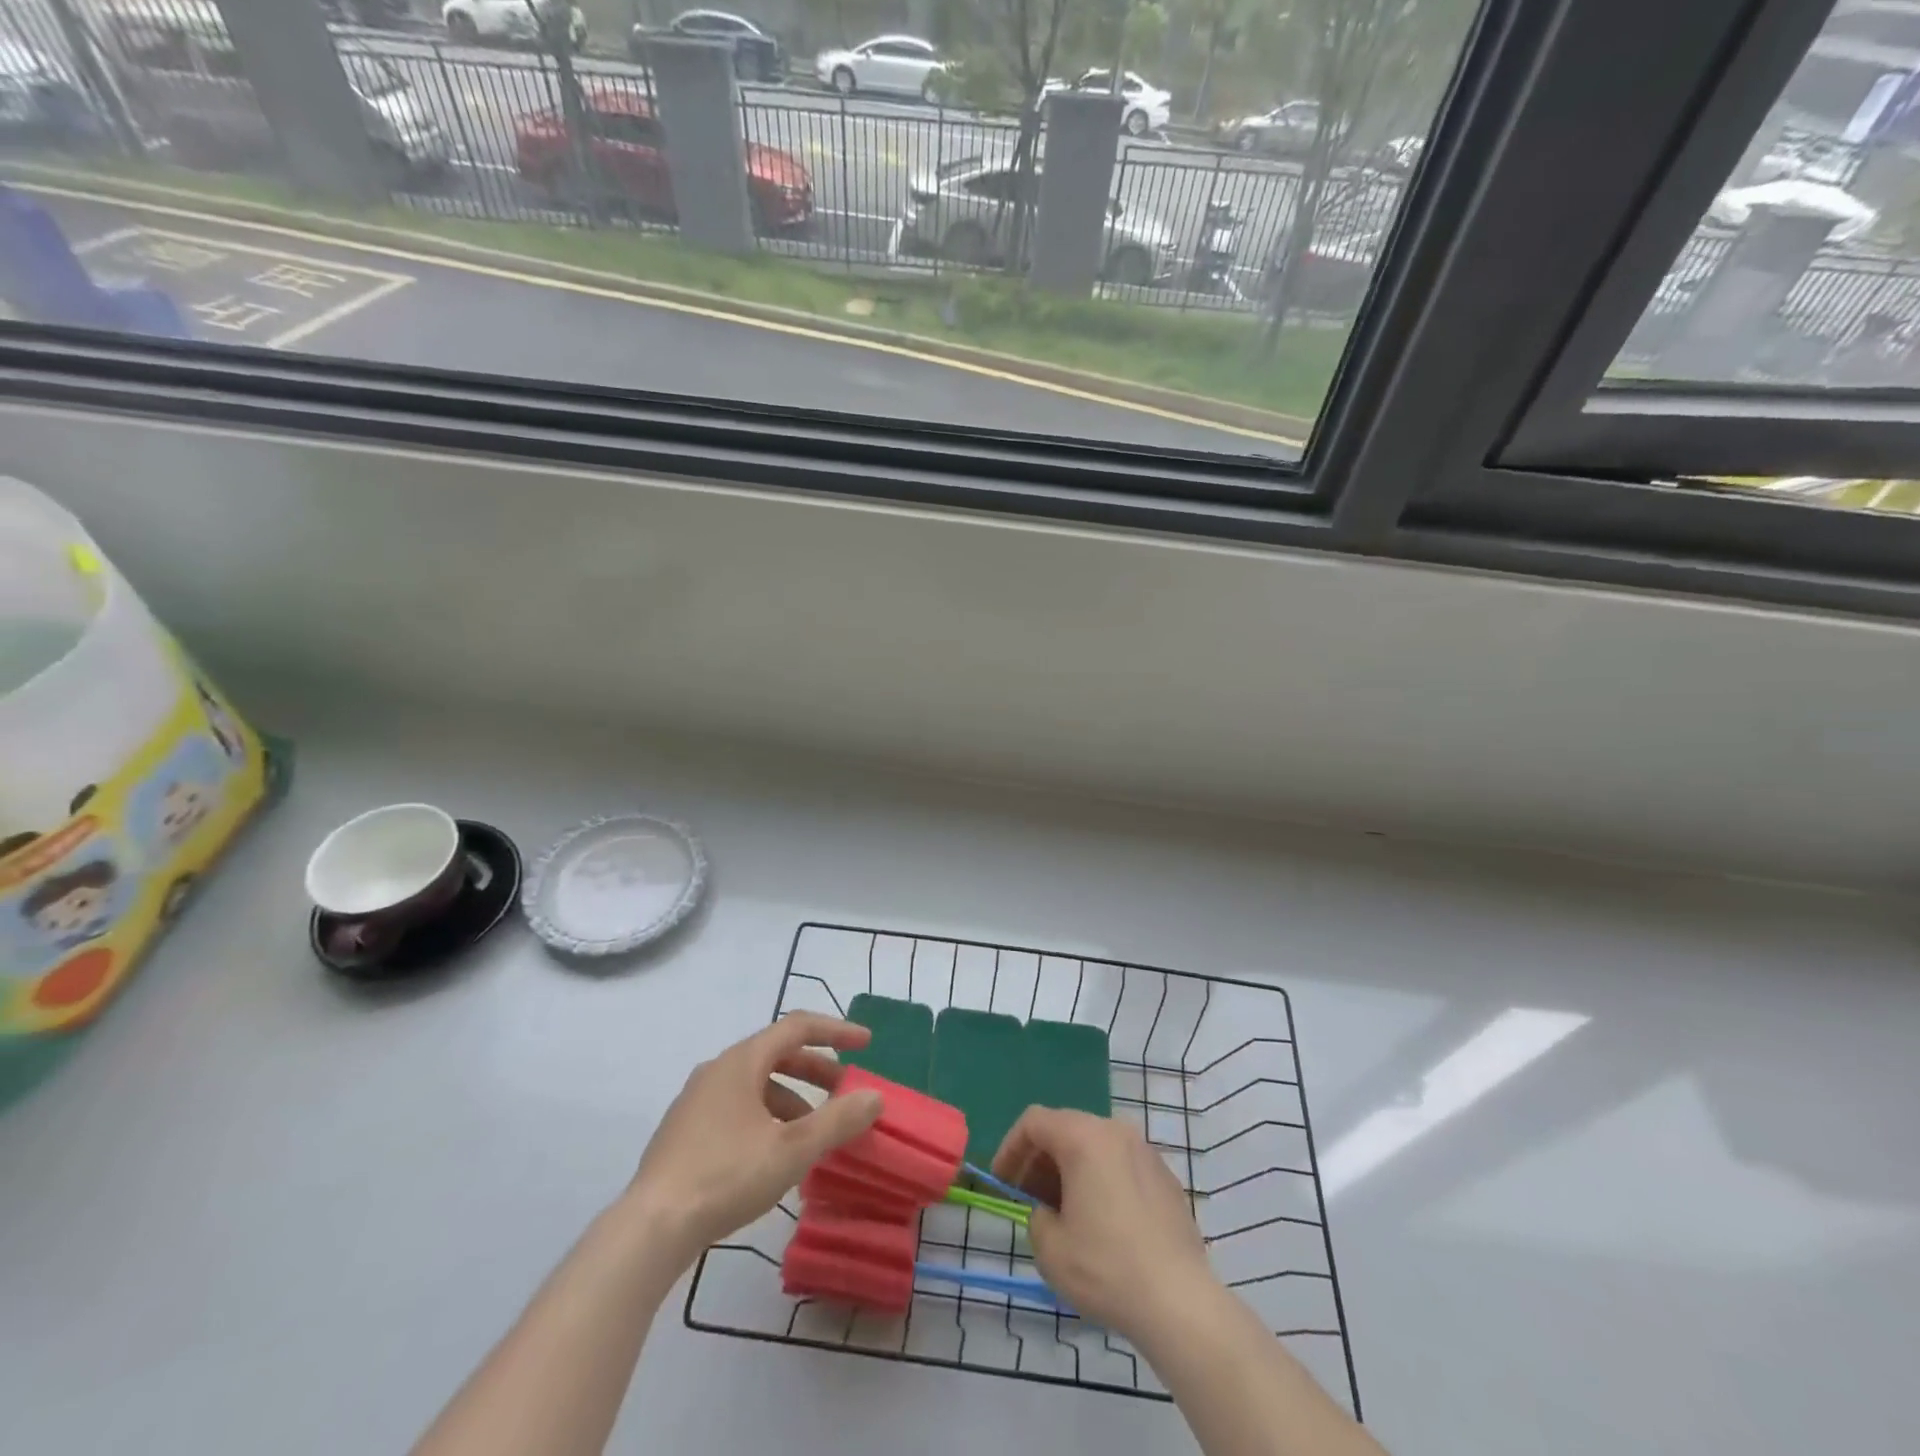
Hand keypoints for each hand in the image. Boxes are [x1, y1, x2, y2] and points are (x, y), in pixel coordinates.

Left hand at [623, 1013, 882, 1264]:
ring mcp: (696, 1101)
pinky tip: (774, 1155)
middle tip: (844, 1092)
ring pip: (756, 1085)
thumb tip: (875, 1097)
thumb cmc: (725, 1176)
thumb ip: (838, 1120)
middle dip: (816, 1071)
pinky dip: (766, 1117)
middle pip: (776, 1055)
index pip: (797, 1028)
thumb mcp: (792, 1150)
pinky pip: (737, 1108)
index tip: (866, 1043)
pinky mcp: (684, 1133)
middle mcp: (717, 1070)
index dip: (836, 1031)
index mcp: (741, 1061)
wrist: (649, 1230)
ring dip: (791, 1099)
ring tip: (812, 1134)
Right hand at [992, 1108, 1218, 1339]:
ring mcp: (1145, 1152)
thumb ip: (1036, 1217)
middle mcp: (1116, 1131)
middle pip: (1066, 1129)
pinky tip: (1103, 1223)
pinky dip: (1102, 1180)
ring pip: (1095, 1146)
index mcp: (1084, 1137)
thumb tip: (1048, 1212)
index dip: (1011, 1148)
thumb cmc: (1106, 1267)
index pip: (1034, 1122)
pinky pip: (1121, 1165)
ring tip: (1064, 1213)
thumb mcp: (1050, 1249)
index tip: (1002, 1183)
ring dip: (1072, 1170)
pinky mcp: (1166, 1177)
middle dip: (1041, 1160)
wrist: (1179, 1301)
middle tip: (1029, 1198)